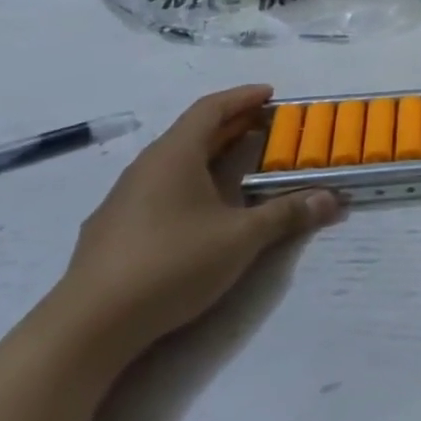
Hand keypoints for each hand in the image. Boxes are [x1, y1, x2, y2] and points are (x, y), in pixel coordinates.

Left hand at [52, 86, 338, 361]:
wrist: (89, 326)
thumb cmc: (171, 264)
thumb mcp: (241, 238)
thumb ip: (287, 214)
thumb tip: (331, 199)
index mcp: (173, 157)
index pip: (210, 109)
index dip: (242, 97)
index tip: (271, 94)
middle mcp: (145, 169)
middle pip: (192, 133)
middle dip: (232, 125)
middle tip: (268, 126)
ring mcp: (124, 200)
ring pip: (174, 163)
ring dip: (210, 155)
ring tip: (242, 163)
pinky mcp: (115, 231)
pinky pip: (161, 189)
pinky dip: (191, 182)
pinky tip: (204, 208)